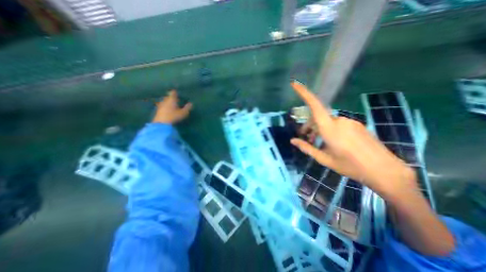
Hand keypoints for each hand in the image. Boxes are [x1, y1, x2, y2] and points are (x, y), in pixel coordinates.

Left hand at [151, 91, 191, 123]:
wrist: (162, 124)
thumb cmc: (174, 116)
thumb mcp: (183, 113)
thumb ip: (187, 108)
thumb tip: (191, 103)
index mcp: (171, 99)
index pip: (173, 93)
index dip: (175, 92)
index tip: (178, 93)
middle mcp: (165, 100)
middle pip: (168, 97)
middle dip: (172, 98)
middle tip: (177, 100)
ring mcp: (160, 105)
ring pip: (165, 101)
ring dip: (168, 103)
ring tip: (172, 105)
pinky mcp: (157, 110)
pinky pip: (162, 106)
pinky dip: (165, 107)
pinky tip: (168, 110)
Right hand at [287, 81, 417, 199]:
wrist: (385, 171)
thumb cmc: (350, 166)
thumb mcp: (324, 159)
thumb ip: (307, 148)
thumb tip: (293, 141)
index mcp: (330, 129)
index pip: (315, 106)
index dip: (304, 93)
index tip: (294, 84)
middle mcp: (340, 121)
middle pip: (318, 117)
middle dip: (309, 125)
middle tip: (306, 138)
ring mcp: (350, 122)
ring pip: (328, 121)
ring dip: (320, 129)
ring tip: (319, 143)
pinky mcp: (357, 125)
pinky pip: (338, 124)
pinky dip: (330, 129)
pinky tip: (332, 142)